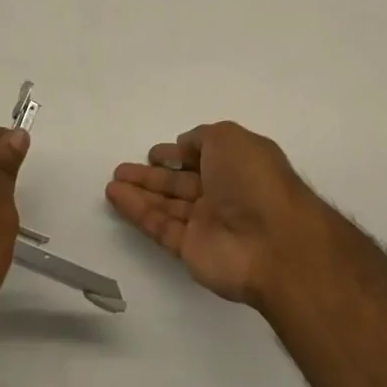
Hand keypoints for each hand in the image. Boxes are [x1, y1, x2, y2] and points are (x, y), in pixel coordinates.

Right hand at [106, 121, 324, 307]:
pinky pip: (160, 226)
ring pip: (166, 205)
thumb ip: (202, 137)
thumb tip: (184, 145)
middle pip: (180, 183)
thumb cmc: (254, 180)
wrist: (274, 243)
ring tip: (112, 182)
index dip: (178, 154)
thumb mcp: (229, 138)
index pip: (201, 157)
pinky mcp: (191, 249)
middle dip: (152, 175)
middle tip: (122, 169)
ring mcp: (207, 223)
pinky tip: (116, 197)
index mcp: (236, 165)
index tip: (154, 153)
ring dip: (139, 192)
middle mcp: (222, 193)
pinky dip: (137, 212)